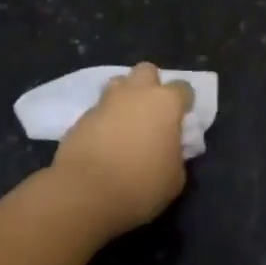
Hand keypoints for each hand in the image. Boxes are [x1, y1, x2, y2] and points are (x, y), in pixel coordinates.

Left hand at [52, 63, 193, 237]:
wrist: (83, 193)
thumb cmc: (139, 185)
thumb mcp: (174, 179)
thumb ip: (177, 156)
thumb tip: (171, 150)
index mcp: (165, 102)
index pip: (183, 88)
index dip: (184, 102)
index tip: (182, 120)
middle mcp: (136, 93)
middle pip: (147, 71)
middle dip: (150, 85)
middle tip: (151, 112)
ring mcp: (106, 102)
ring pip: (118, 84)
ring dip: (124, 97)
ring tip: (124, 123)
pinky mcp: (81, 118)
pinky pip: (97, 111)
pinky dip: (102, 121)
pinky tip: (102, 143)